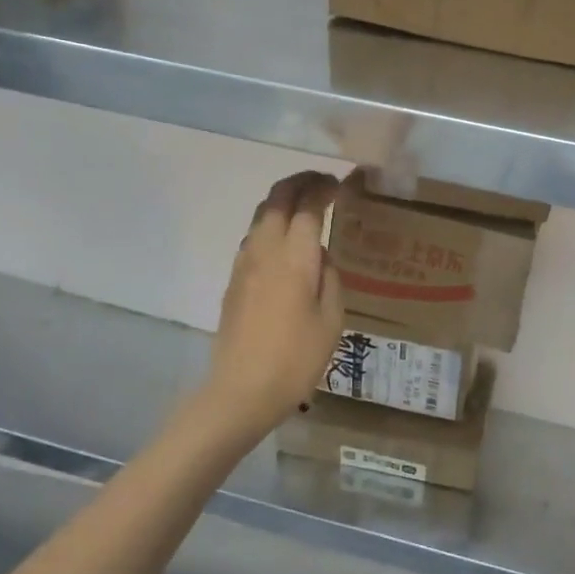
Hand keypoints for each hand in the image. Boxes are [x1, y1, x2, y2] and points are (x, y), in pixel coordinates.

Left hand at [205, 172, 344, 438]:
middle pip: (277, 198)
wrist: (241, 391)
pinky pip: (253, 236)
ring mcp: (244, 263)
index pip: (308, 205)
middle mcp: (265, 250)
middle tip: (323, 182)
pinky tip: (285, 240)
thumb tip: (319, 255)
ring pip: (261, 214)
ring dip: (283, 200)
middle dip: (300, 182)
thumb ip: (330, 277)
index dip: (324, 188)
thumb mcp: (331, 319)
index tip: (341, 184)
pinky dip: (272, 222)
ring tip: (305, 205)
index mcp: (294, 257)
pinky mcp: (234, 279)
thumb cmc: (296, 358)